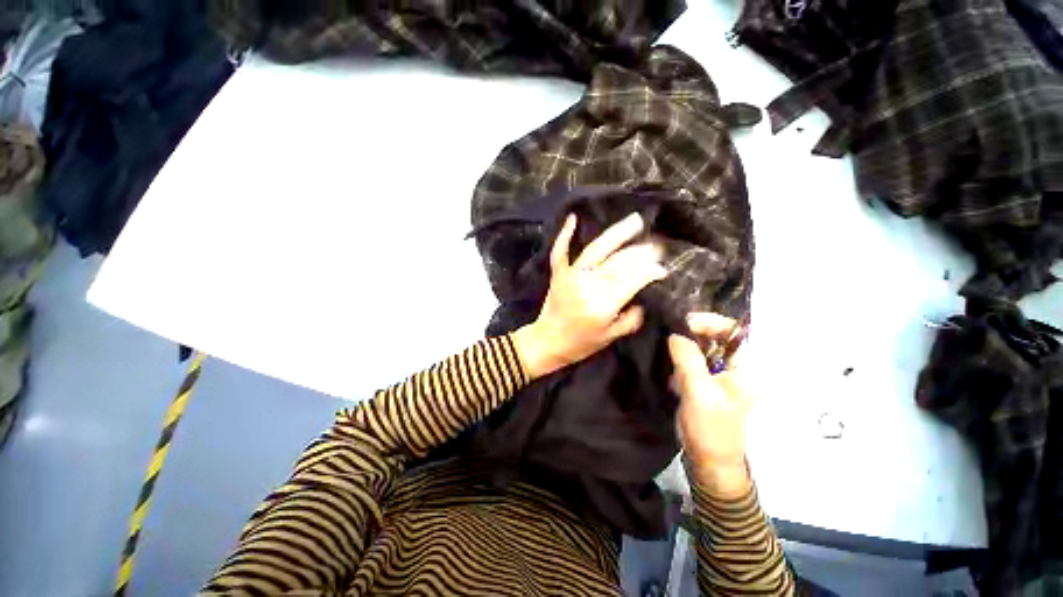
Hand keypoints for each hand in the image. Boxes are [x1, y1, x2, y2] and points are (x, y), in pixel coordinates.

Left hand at [513, 212, 667, 379]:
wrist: (547, 342)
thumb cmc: (580, 344)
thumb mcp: (610, 338)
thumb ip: (631, 319)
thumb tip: (644, 299)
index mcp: (603, 305)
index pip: (632, 280)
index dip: (649, 271)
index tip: (661, 268)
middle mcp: (588, 286)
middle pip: (618, 262)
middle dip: (640, 252)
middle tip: (656, 245)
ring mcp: (571, 277)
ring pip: (596, 250)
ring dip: (617, 234)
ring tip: (635, 220)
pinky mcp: (558, 274)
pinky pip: (560, 252)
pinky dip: (565, 235)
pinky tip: (573, 218)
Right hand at [668, 313, 752, 497]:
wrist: (709, 463)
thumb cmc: (711, 430)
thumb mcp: (699, 393)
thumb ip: (689, 360)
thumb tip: (675, 334)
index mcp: (745, 369)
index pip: (732, 331)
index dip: (709, 322)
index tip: (682, 325)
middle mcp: (735, 368)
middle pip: (714, 338)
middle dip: (690, 336)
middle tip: (669, 340)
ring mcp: (719, 376)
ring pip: (700, 350)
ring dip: (682, 351)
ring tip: (668, 358)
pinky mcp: (705, 384)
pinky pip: (691, 363)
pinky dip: (679, 363)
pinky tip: (671, 375)